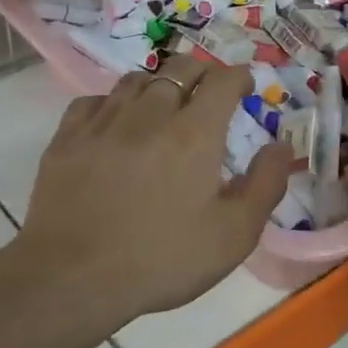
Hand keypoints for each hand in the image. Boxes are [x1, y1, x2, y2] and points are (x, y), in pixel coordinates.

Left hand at [15, 54, 290, 328]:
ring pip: (135, 79)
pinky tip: (115, 123)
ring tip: (164, 104)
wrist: (73, 278)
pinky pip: (94, 101)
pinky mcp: (67, 138)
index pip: (222, 81)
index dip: (239, 77)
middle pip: (179, 69)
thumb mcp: (234, 235)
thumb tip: (281, 145)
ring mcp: (103, 123)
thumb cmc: (163, 259)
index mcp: (194, 134)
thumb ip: (265, 184)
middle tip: (209, 92)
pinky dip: (113, 103)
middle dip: (202, 73)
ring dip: (158, 84)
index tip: (245, 86)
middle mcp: (149, 114)